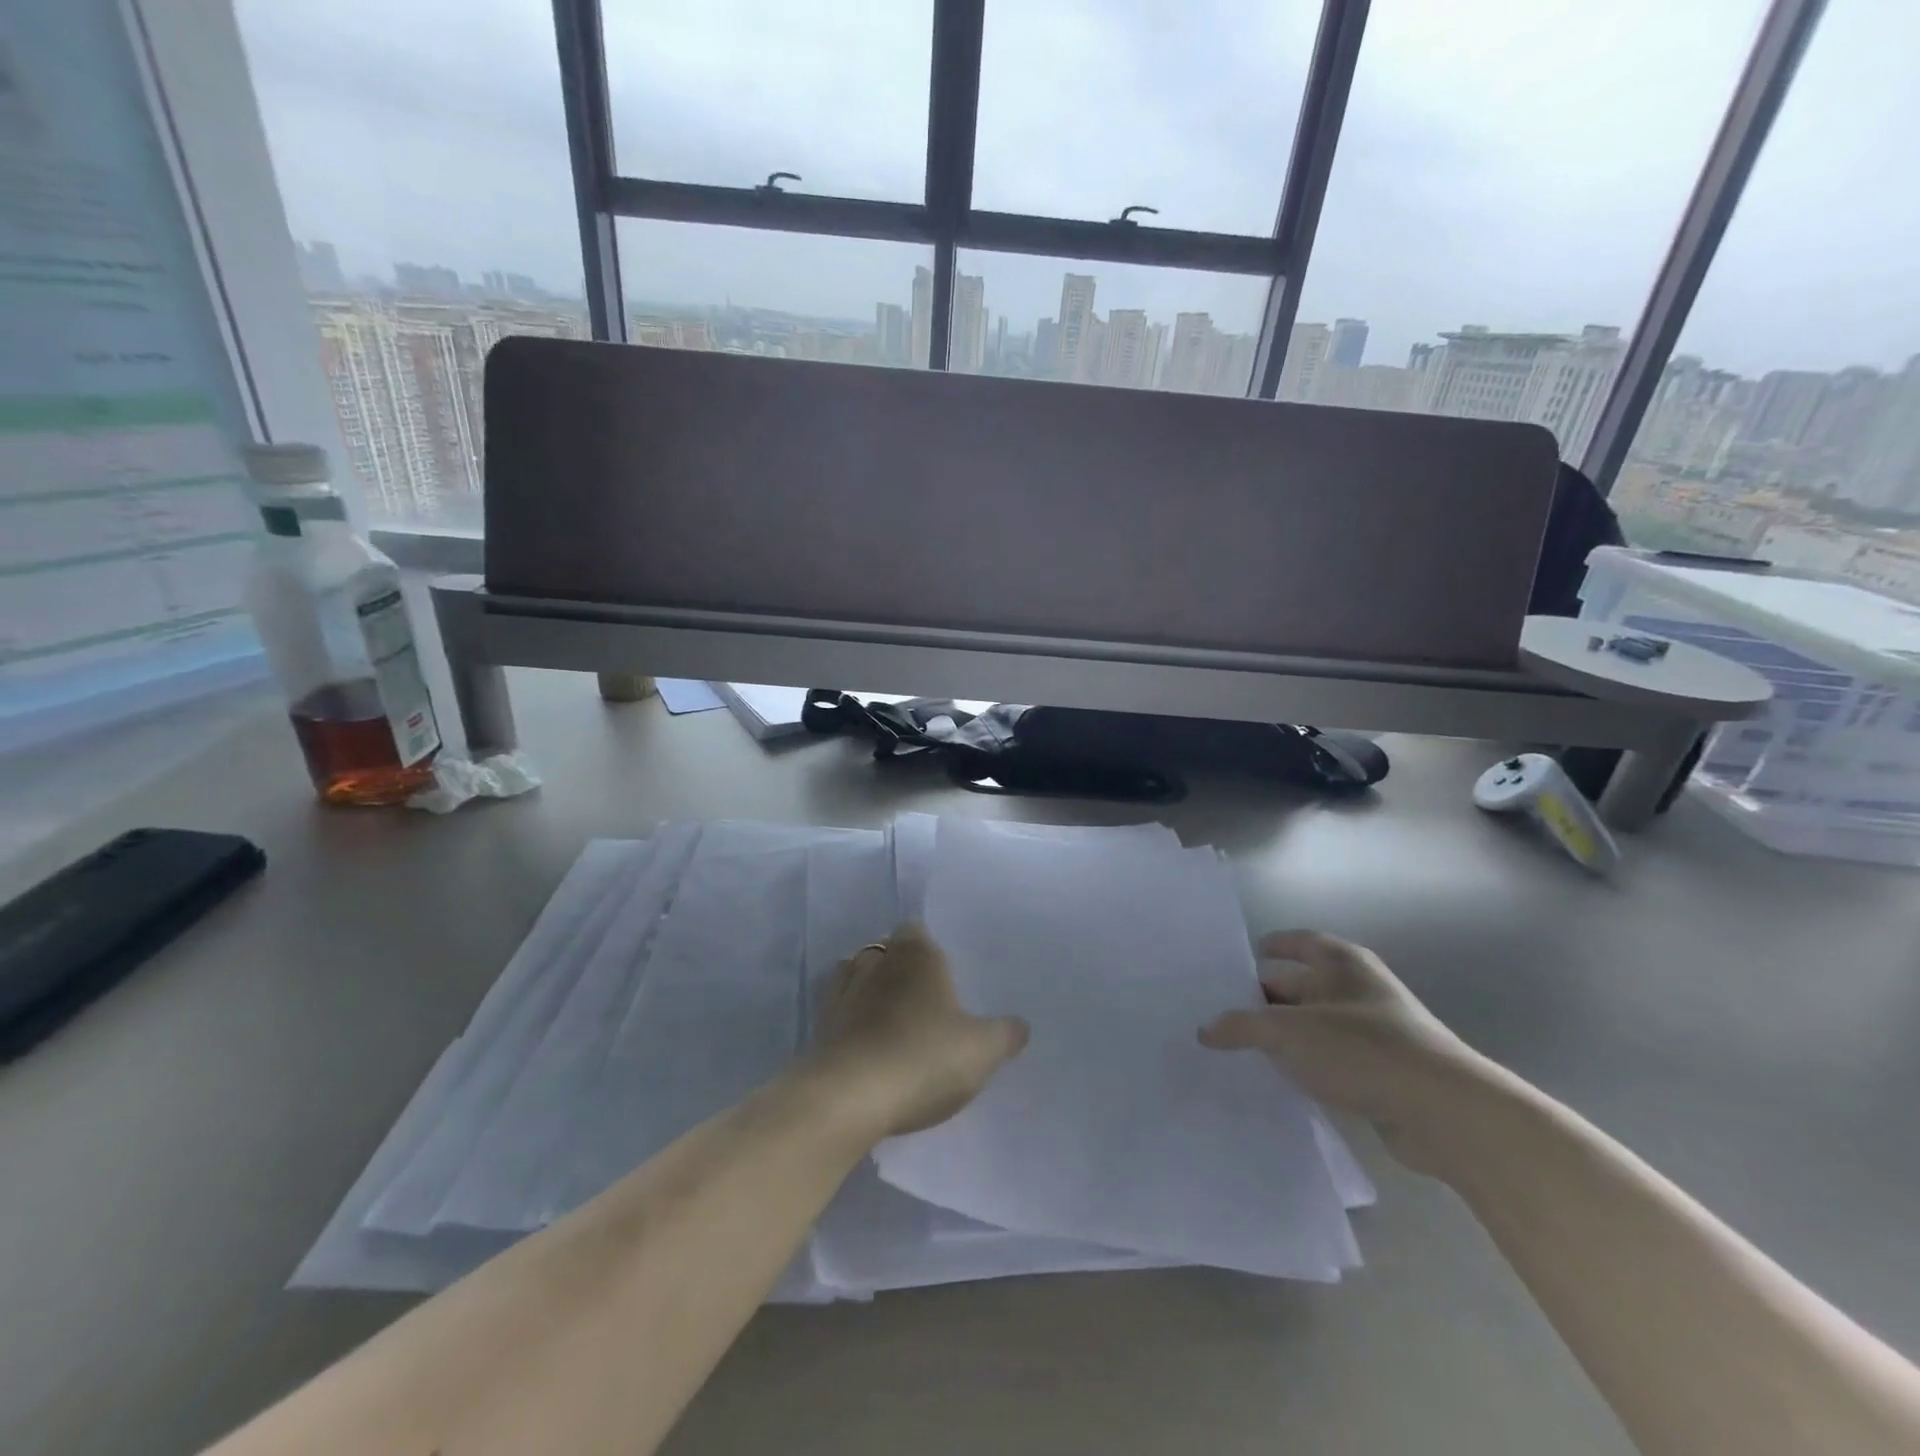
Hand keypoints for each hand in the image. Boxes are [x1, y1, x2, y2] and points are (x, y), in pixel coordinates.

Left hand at [806, 922, 1029, 1138]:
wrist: (849, 1097)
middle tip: (925, 999)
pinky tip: (868, 1044)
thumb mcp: (982, 1051)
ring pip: (858, 976)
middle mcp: (876, 961)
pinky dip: (851, 1020)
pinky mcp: (821, 1026)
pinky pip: (840, 1011)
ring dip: (871, 990)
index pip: (917, 930)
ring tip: (893, 1019)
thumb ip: (1005, 1034)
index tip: (944, 973)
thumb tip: (1020, 1025)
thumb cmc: (923, 1057)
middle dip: (901, 968)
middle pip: (887, 950)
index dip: (929, 947)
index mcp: (916, 953)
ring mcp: (843, 992)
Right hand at [1198, 930, 1488, 1171]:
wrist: (1446, 1114)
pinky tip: (1275, 1081)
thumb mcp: (1289, 1032)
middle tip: (1217, 1012)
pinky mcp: (1380, 1074)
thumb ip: (1242, 1026)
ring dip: (1280, 1038)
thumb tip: (1205, 1029)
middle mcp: (1357, 990)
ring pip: (1312, 1027)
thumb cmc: (1363, 1049)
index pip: (1297, 942)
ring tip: (1235, 1049)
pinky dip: (1303, 1066)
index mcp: (1341, 963)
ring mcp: (1371, 1032)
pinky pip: (1328, 1061)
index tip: (1235, 960)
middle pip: (1299, 986)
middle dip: (1261, 999)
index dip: (1267, 947)